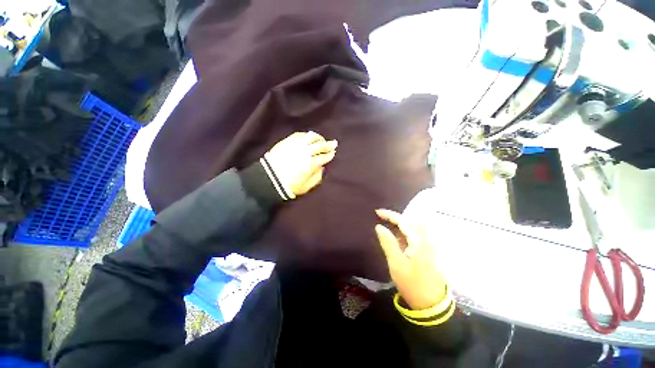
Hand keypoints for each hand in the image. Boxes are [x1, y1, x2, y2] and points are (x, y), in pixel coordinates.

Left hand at [265, 132, 336, 196]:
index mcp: (311, 164)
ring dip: (318, 138)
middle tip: (334, 143)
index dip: (329, 154)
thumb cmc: (289, 186)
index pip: (324, 157)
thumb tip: (322, 168)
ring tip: (322, 139)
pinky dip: (306, 135)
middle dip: (328, 144)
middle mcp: (305, 152)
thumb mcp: (306, 187)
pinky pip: (300, 135)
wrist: (269, 179)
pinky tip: (309, 136)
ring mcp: (296, 145)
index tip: (333, 153)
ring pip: (311, 137)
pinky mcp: (287, 141)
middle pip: (320, 145)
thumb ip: (317, 178)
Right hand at [375, 209, 447, 310]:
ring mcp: (428, 245)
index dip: (390, 214)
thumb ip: (388, 242)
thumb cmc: (412, 284)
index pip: (404, 221)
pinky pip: (414, 235)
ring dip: (400, 223)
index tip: (377, 212)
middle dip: (395, 217)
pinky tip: (396, 235)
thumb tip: (379, 226)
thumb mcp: (396, 264)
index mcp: (419, 241)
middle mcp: (426, 239)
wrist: (431, 304)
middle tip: (381, 217)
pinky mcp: (426, 250)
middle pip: (410, 221)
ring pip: (413, 227)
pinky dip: (404, 231)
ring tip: (386, 224)